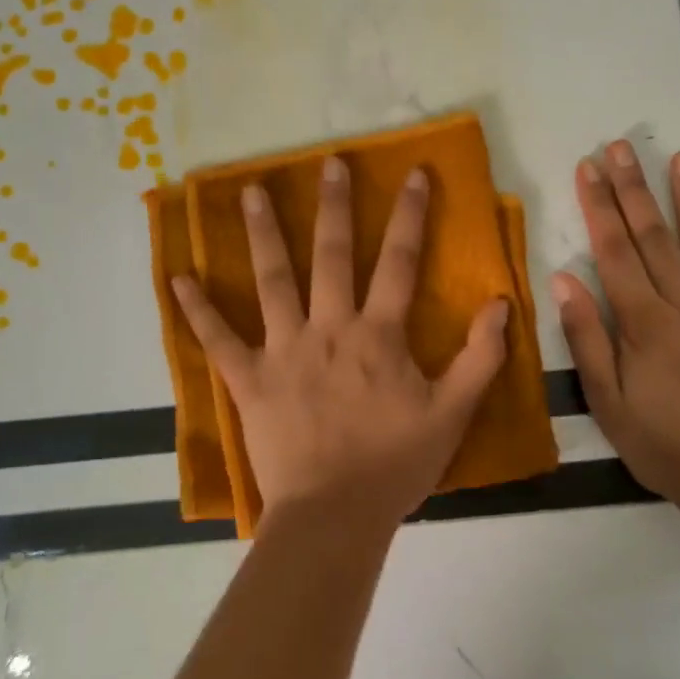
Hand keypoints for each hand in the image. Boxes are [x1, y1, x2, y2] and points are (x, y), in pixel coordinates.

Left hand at [173, 157, 510, 529]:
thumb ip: (480, 357)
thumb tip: (501, 303)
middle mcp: (329, 328)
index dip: (410, 215)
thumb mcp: (453, 413)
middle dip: (334, 205)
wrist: (335, 516)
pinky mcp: (250, 379)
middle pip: (331, 255)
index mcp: (378, 335)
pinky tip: (178, 277)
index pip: (399, 261)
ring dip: (263, 234)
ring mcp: (284, 350)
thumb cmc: (395, 465)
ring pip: (273, 281)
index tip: (414, 173)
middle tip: (329, 162)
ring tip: (252, 190)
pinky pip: (219, 340)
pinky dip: (198, 310)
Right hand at [550, 142, 679, 508]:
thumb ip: (587, 339)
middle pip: (656, 236)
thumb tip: (564, 280)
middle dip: (636, 187)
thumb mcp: (607, 403)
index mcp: (644, 323)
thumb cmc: (664, 446)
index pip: (615, 251)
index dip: (600, 205)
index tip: (589, 167)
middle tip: (622, 146)